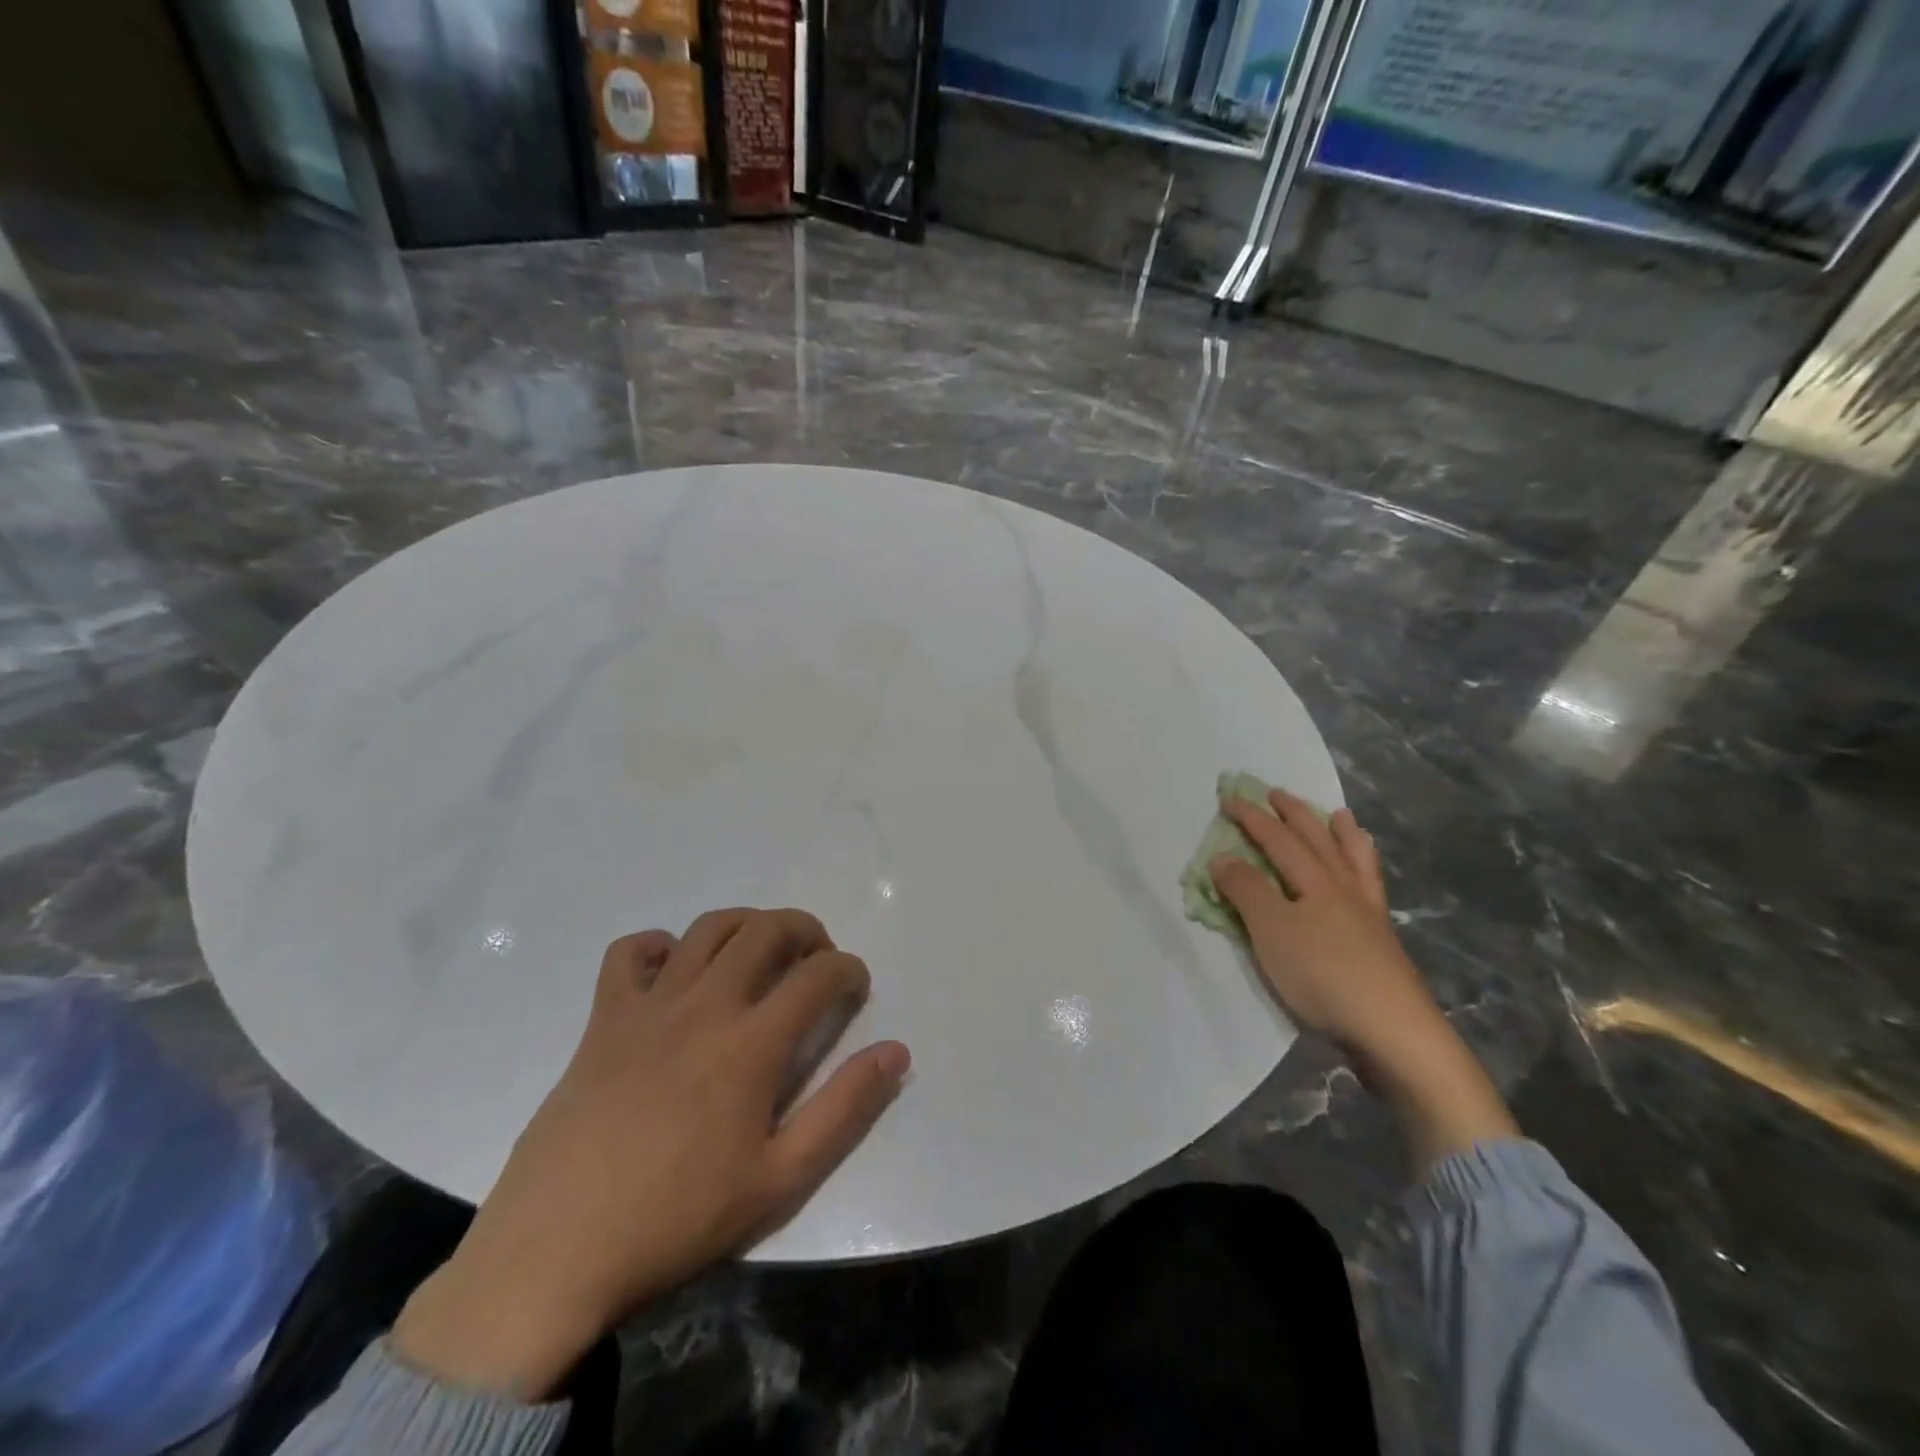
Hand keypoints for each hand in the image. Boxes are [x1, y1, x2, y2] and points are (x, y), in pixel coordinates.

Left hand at [391, 909, 909, 1399]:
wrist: (556, 1253)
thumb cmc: (677, 1219)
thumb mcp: (779, 1180)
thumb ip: (844, 1109)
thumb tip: (896, 1052)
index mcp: (751, 1044)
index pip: (818, 975)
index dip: (849, 970)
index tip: (855, 987)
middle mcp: (705, 1006)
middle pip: (767, 929)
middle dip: (805, 929)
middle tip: (816, 958)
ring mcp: (649, 1005)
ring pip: (708, 929)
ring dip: (747, 925)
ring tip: (759, 952)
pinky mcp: (603, 1018)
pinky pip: (629, 953)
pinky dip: (658, 946)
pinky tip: (672, 971)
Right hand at [1209, 790, 1515, 1170]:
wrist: (1394, 1031)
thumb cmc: (1323, 975)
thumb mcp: (1271, 931)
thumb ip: (1246, 890)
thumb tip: (1223, 856)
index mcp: (1315, 882)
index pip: (1277, 840)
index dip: (1252, 819)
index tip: (1230, 799)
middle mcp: (1344, 889)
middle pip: (1318, 841)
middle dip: (1295, 814)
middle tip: (1278, 793)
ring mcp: (1368, 915)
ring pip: (1354, 861)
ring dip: (1342, 835)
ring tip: (1341, 816)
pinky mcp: (1382, 942)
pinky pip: (1371, 887)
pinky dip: (1365, 869)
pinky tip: (1363, 879)